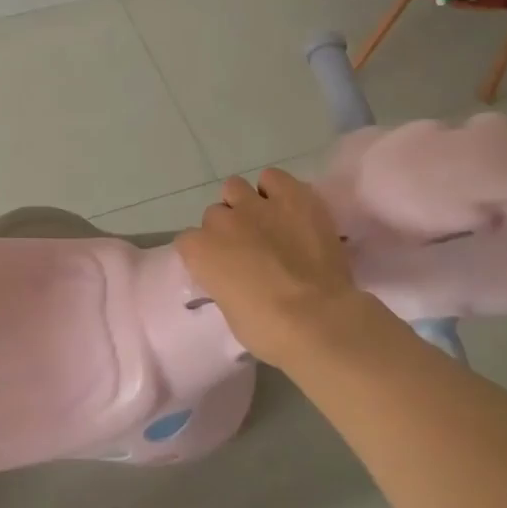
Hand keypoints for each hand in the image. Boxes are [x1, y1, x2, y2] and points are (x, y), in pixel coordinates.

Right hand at [176, 168, 381, 366]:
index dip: (206, 254)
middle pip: (214, 215)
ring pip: (235, 187)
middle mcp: (221, 221)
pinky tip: (288, 208)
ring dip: (245, 204)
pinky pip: (273, 177)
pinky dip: (277, 189)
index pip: (189, 242)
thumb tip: (236, 276)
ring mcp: (256, 205)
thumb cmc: (268, 330)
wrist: (318, 319)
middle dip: (228, 229)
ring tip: (266, 223)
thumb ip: (224, 282)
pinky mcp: (292, 196)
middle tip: (249, 250)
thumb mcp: (231, 310)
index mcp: (199, 252)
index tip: (222, 269)